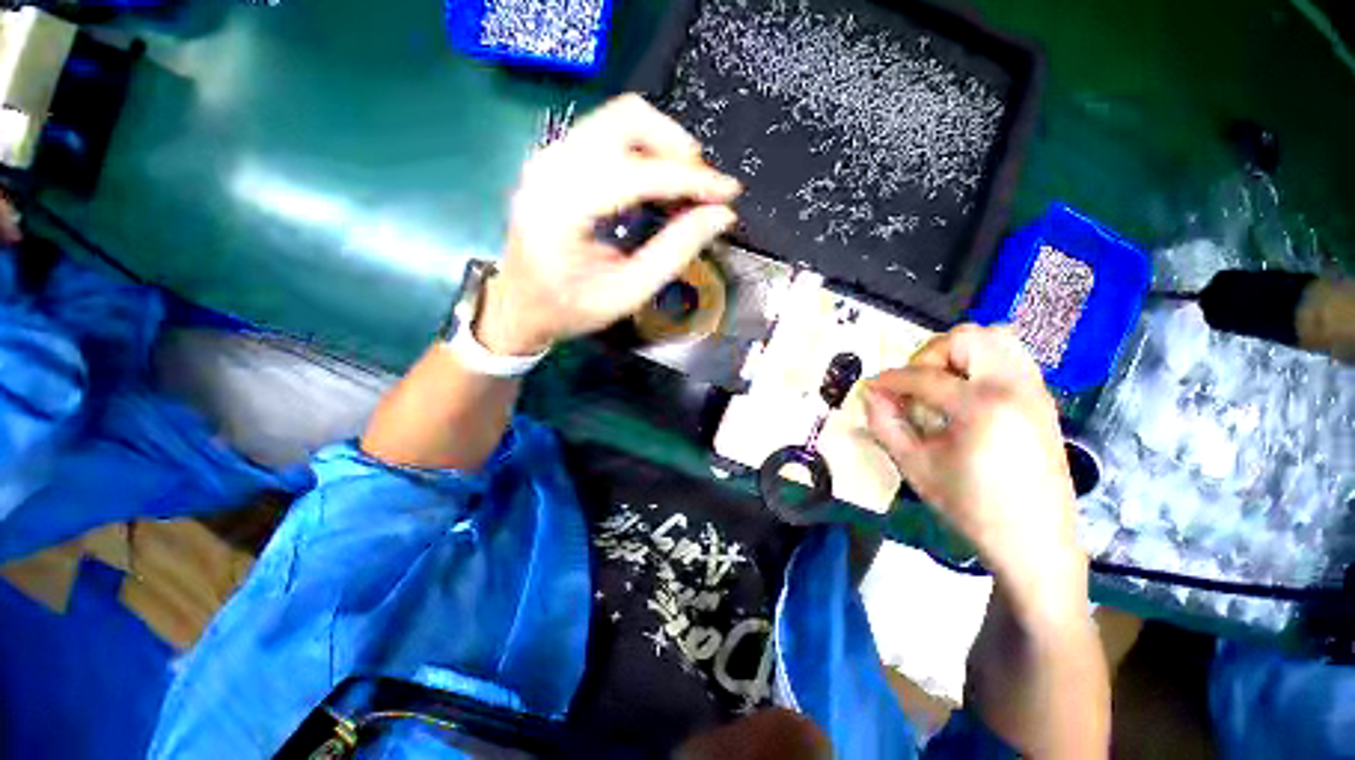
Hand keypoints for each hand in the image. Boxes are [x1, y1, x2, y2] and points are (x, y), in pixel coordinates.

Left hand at [476, 94, 740, 355]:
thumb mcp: (626, 294)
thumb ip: (673, 253)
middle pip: (626, 119)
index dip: (690, 179)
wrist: (518, 306)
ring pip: (619, 118)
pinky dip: (643, 151)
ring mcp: (549, 157)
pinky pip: (609, 133)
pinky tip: (656, 185)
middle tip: (701, 187)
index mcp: (562, 209)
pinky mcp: (556, 159)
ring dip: (662, 145)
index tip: (728, 192)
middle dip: (676, 147)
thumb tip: (719, 217)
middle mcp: (550, 168)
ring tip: (684, 187)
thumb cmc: (568, 309)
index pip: (637, 173)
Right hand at [862, 325, 1083, 589]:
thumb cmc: (971, 507)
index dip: (890, 380)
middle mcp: (1014, 387)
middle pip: (967, 337)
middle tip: (914, 385)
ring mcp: (1035, 390)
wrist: (1035, 542)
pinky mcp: (1043, 399)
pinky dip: (982, 361)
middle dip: (930, 354)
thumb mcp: (914, 466)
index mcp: (982, 407)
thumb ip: (885, 423)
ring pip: (995, 338)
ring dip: (958, 353)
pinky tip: (966, 392)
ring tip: (940, 383)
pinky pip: (1011, 357)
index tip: (871, 388)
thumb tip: (869, 393)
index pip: (923, 376)